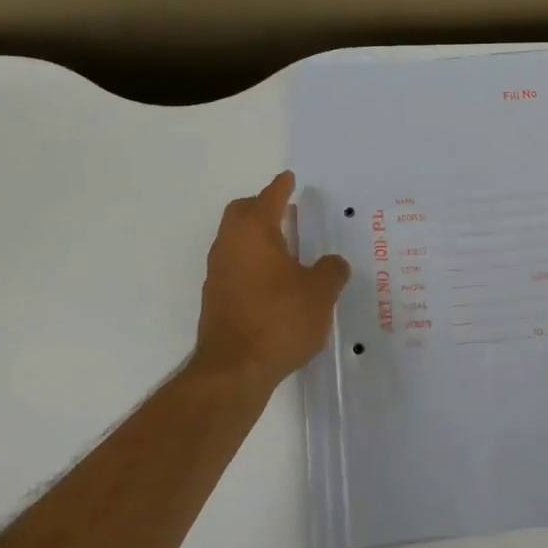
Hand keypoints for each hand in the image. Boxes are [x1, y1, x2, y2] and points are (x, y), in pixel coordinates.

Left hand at [193, 171, 350, 389]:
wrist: (234, 369)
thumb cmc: (280, 319)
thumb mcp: (320, 293)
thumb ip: (331, 271)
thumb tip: (332, 264)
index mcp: (254, 232)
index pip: (269, 198)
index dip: (281, 187)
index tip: (289, 177)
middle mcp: (229, 246)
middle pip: (241, 213)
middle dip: (262, 206)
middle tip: (286, 210)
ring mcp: (218, 273)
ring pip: (235, 240)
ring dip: (257, 237)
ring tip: (286, 247)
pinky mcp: (216, 299)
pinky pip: (235, 266)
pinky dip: (253, 262)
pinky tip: (274, 281)